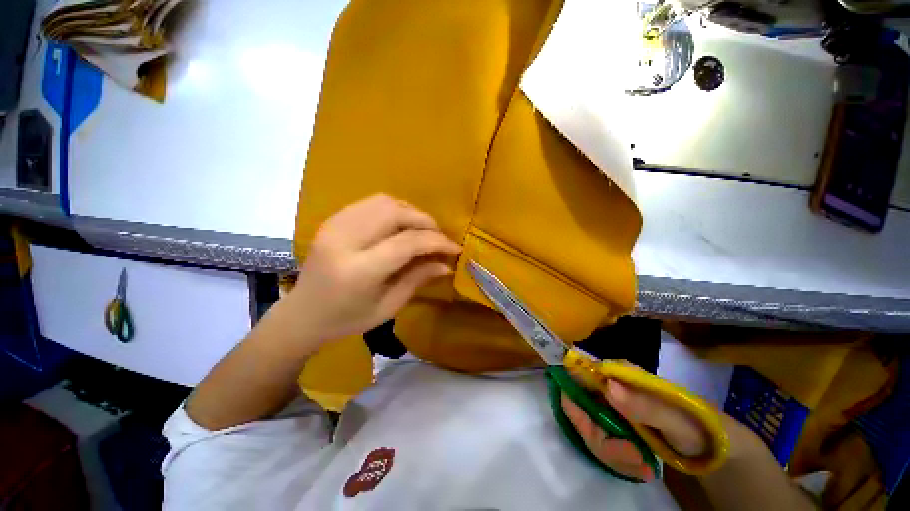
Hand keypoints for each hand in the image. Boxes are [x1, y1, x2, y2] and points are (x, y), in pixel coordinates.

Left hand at [288, 194, 460, 343]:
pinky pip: (370, 203)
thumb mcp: (388, 307)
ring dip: (410, 211)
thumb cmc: (347, 320)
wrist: (302, 314)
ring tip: (422, 230)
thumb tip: (446, 264)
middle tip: (439, 236)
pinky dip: (393, 209)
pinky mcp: (332, 220)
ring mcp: (334, 226)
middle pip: (395, 213)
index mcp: (359, 271)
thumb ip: (418, 280)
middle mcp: (345, 241)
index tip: (455, 247)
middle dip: (425, 220)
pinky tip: (400, 225)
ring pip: (383, 202)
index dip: (436, 241)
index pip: (407, 242)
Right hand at [560, 378, 708, 481]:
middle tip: (632, 457)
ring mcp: (610, 408)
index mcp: (618, 375)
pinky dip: (618, 459)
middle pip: (581, 409)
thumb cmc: (697, 425)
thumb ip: (644, 405)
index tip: (592, 429)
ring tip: (644, 467)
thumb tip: (607, 387)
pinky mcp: (615, 427)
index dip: (574, 398)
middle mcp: (608, 388)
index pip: (578, 376)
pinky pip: (603, 443)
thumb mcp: (676, 419)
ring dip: (613, 454)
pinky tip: (642, 467)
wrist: (712, 446)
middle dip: (601, 439)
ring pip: (591, 429)